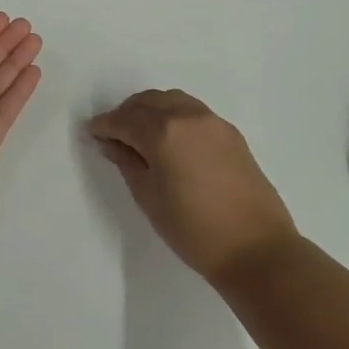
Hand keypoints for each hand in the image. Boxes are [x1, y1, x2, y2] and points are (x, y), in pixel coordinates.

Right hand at [88, 90, 297, 285]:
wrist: (256, 248)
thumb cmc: (193, 229)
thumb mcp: (149, 197)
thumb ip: (127, 163)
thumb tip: (111, 143)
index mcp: (163, 132)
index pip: (124, 120)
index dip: (104, 125)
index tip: (91, 132)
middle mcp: (187, 117)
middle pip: (148, 102)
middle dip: (126, 113)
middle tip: (113, 134)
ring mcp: (213, 122)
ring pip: (172, 100)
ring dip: (151, 109)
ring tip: (141, 133)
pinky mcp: (230, 133)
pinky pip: (192, 111)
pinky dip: (174, 114)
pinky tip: (170, 138)